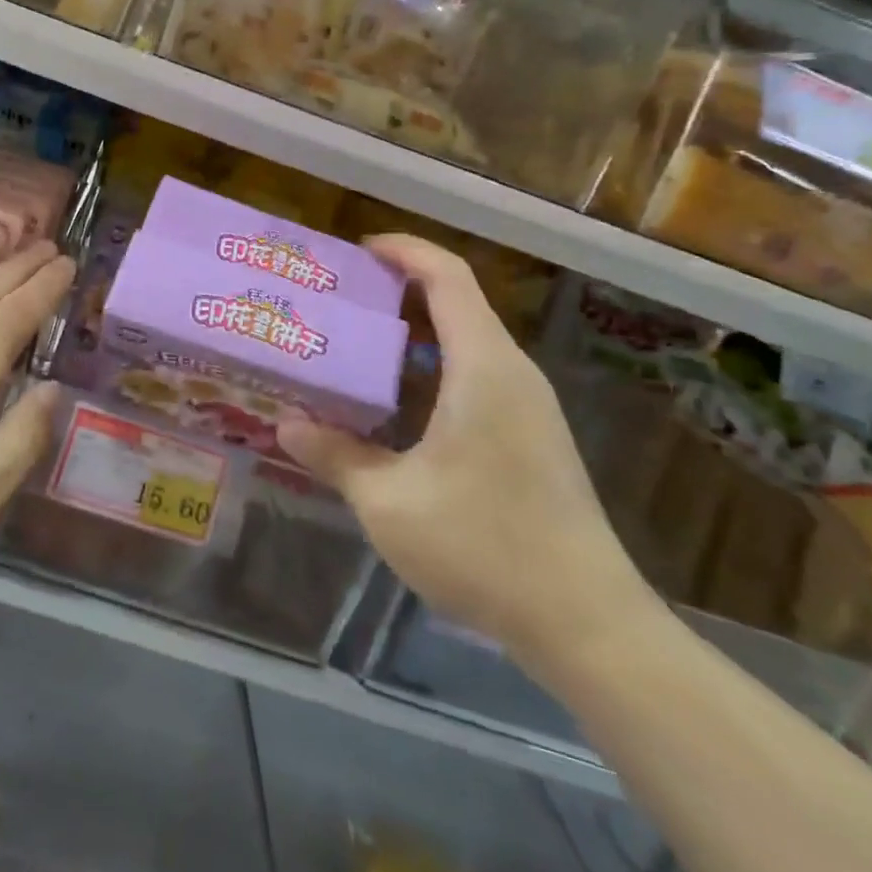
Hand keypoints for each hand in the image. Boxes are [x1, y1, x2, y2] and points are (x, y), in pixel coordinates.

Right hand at [278, 235, 651, 666]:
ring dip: (416, 333)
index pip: (447, 276)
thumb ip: (334, 455)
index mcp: (482, 366)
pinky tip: (398, 405)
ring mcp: (529, 406)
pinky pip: (478, 376)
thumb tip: (285, 426)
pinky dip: (435, 368)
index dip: (404, 250)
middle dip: (399, 290)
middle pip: (457, 302)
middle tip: (341, 299)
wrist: (586, 622)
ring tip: (358, 346)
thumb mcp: (388, 502)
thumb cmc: (483, 545)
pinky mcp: (533, 436)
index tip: (358, 249)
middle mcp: (512, 372)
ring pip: (468, 341)